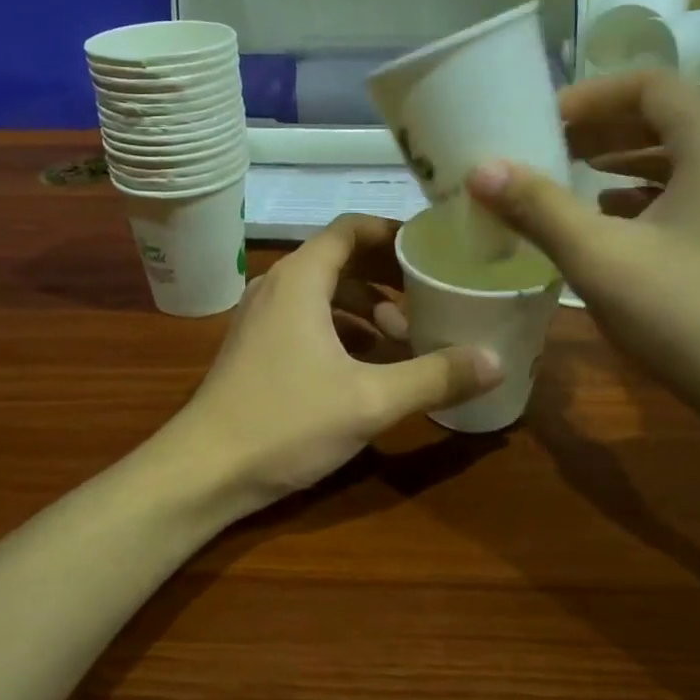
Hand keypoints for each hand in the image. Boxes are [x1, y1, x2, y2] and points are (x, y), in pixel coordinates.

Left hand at [173, 215, 501, 504]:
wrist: (203, 471)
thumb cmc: (285, 422)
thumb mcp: (370, 400)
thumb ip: (435, 377)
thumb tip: (497, 361)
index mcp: (300, 279)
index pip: (352, 228)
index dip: (394, 232)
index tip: (433, 248)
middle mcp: (278, 286)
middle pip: (341, 260)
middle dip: (388, 275)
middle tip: (432, 294)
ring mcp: (262, 318)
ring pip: (325, 294)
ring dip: (366, 308)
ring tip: (405, 336)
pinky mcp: (257, 348)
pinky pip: (308, 320)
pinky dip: (343, 330)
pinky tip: (370, 364)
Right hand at [467, 71, 699, 427]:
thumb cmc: (693, 317)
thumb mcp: (601, 260)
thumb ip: (538, 208)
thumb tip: (481, 170)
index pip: (648, 85)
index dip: (588, 98)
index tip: (542, 124)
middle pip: (671, 115)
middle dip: (604, 129)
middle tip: (550, 151)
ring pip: (690, 154)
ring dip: (630, 161)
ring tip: (578, 181)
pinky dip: (659, 193)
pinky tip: (622, 225)